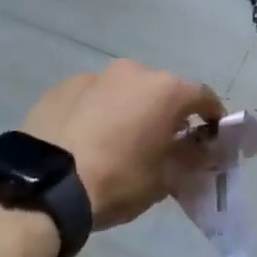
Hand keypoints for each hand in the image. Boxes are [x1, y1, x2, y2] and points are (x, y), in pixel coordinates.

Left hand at [22, 61, 224, 228]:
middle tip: (162, 142)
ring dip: (129, 109)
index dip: (212, 117)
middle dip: (167, 113)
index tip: (212, 137)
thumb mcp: (163, 180)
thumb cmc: (117, 180)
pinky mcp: (62, 87)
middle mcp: (134, 72)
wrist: (44, 185)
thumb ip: (188, 160)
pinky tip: (86, 140)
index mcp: (166, 90)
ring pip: (124, 91)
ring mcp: (95, 76)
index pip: (204, 97)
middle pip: (161, 90)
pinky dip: (97, 112)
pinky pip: (91, 97)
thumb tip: (199, 151)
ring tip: (119, 141)